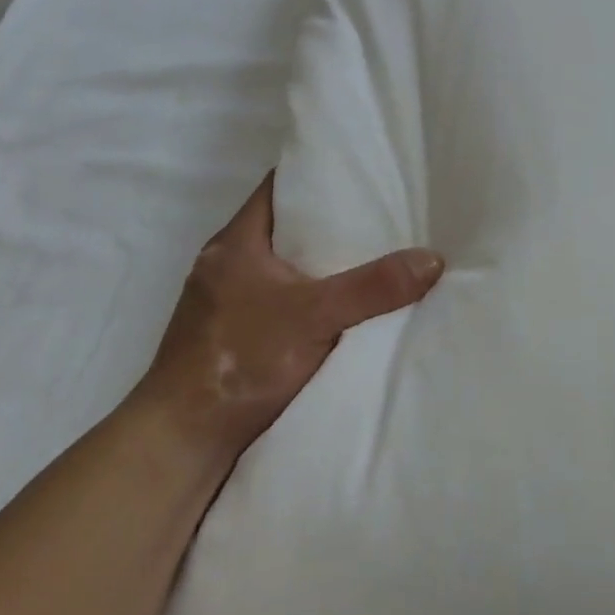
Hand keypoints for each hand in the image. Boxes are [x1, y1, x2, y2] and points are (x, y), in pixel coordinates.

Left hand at [138, 174, 443, 462]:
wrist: (181, 441)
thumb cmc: (239, 361)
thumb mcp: (314, 317)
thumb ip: (372, 288)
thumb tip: (432, 259)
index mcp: (236, 242)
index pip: (279, 187)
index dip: (318, 175)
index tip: (363, 174)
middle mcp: (226, 264)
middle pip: (284, 228)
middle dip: (329, 223)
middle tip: (382, 217)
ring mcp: (224, 303)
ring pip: (281, 268)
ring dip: (318, 266)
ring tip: (371, 258)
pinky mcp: (229, 337)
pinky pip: (277, 301)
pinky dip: (306, 299)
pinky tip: (339, 310)